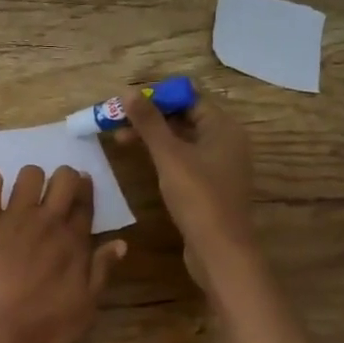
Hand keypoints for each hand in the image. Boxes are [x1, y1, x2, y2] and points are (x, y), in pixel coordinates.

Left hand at [0, 165, 127, 342]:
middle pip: (64, 178)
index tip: (83, 188)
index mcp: (74, 241)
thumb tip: (120, 243)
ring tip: (23, 196)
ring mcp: (14, 216)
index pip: (86, 202)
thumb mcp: (84, 308)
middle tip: (55, 192)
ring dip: (30, 181)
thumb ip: (101, 271)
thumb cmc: (41, 328)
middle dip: (64, 179)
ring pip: (29, 174)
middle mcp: (48, 221)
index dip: (86, 191)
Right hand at [116, 89, 257, 288]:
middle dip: (151, 116)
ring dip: (153, 136)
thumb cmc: (197, 196)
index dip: (158, 96)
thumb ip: (149, 123)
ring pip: (182, 139)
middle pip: (185, 117)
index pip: (190, 97)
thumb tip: (128, 91)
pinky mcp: (210, 185)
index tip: (128, 101)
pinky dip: (163, 155)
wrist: (220, 250)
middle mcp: (226, 141)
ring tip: (120, 139)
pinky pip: (185, 159)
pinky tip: (141, 160)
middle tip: (118, 120)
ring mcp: (219, 164)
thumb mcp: (169, 156)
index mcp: (223, 128)